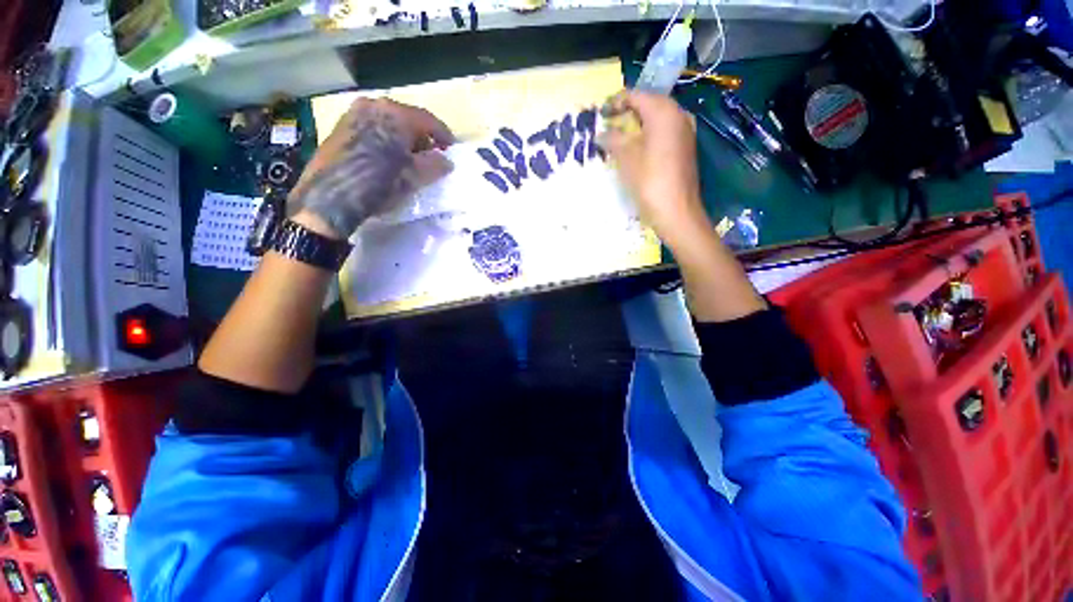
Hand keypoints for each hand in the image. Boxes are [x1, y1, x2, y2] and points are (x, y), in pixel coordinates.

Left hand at [290, 98, 454, 238]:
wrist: (331, 196)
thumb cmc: (379, 183)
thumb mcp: (414, 177)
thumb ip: (435, 165)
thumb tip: (446, 161)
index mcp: (396, 114)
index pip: (429, 120)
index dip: (444, 136)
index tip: (452, 150)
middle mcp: (374, 105)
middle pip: (408, 118)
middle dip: (423, 138)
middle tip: (432, 156)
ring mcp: (354, 113)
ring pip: (389, 122)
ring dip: (403, 138)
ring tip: (410, 159)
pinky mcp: (341, 126)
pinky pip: (373, 127)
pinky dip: (386, 139)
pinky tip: (388, 157)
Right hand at [599, 91, 710, 248]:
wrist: (676, 210)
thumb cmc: (649, 181)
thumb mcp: (626, 158)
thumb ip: (613, 139)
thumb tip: (602, 133)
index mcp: (663, 111)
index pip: (636, 95)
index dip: (615, 102)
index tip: (600, 114)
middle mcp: (678, 114)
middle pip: (649, 104)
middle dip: (627, 112)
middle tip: (608, 124)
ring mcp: (685, 131)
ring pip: (657, 118)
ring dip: (637, 124)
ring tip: (619, 136)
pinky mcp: (685, 147)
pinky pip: (664, 131)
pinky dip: (648, 134)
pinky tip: (637, 147)